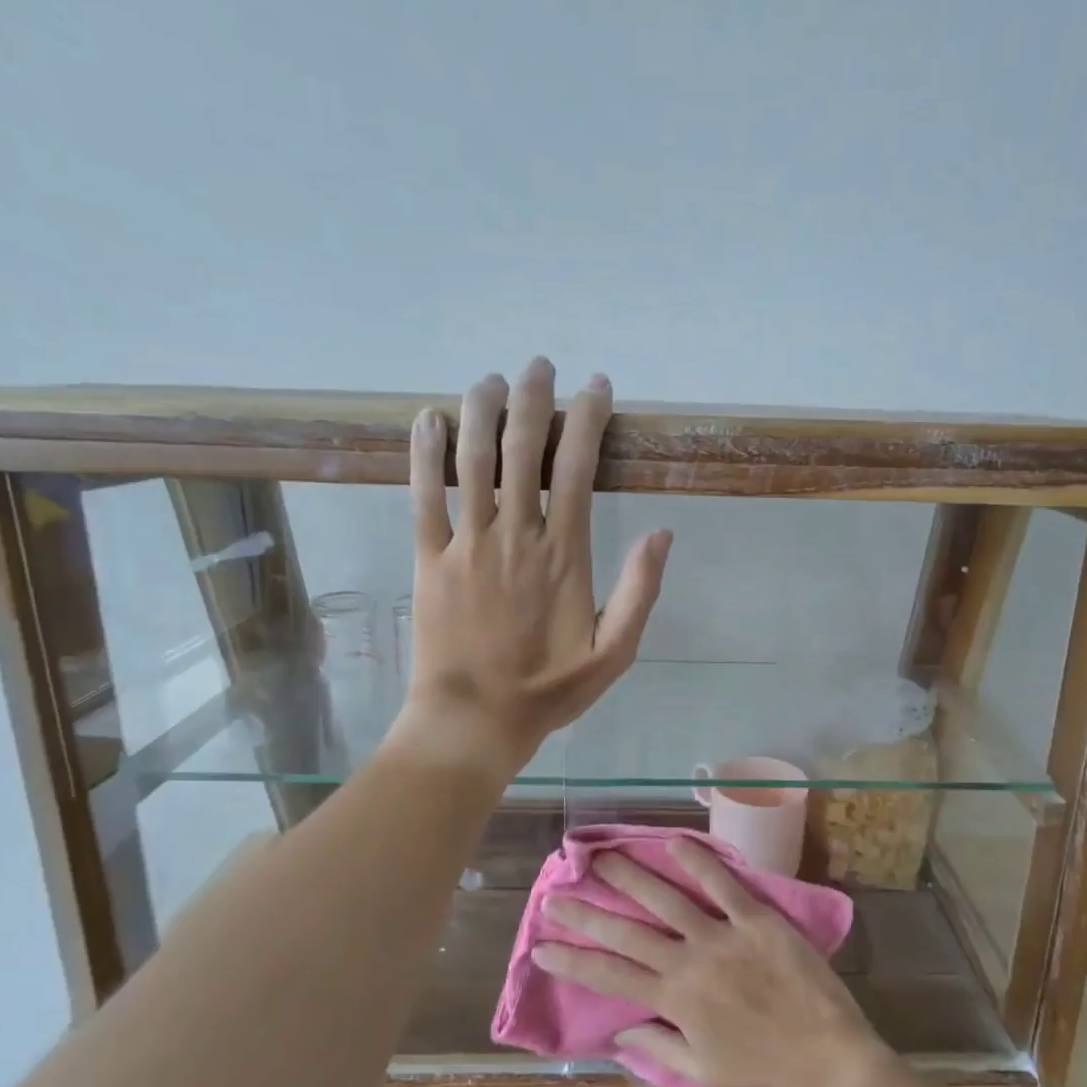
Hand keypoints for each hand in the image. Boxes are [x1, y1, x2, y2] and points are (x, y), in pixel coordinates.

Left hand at [401, 359, 671, 774]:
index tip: (595, 387)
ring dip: (481, 412)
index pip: (577, 468)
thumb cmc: (549, 690)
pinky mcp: (428, 559)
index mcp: (564, 555)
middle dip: (533, 400)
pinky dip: (423, 454)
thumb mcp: (615, 653)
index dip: (587, 420)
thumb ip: (640, 592)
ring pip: (472, 461)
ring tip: (491, 379)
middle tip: (540, 366)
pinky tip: (427, 419)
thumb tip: (663, 534)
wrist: (474, 721)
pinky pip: (422, 496)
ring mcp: (467, 545)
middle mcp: (515, 536)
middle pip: (523, 450)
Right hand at [530, 840, 892, 1086]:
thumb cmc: (763, 1069)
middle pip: (628, 933)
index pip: (611, 977)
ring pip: (667, 900)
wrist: (825, 1057)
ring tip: (602, 858)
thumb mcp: (703, 1072)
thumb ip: (658, 1048)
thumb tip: (620, 1030)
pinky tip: (673, 842)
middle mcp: (690, 962)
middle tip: (556, 894)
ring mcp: (723, 936)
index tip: (542, 945)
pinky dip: (698, 862)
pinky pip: (723, 885)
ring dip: (632, 878)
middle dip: (587, 915)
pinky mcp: (756, 918)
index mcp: (675, 1001)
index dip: (573, 960)